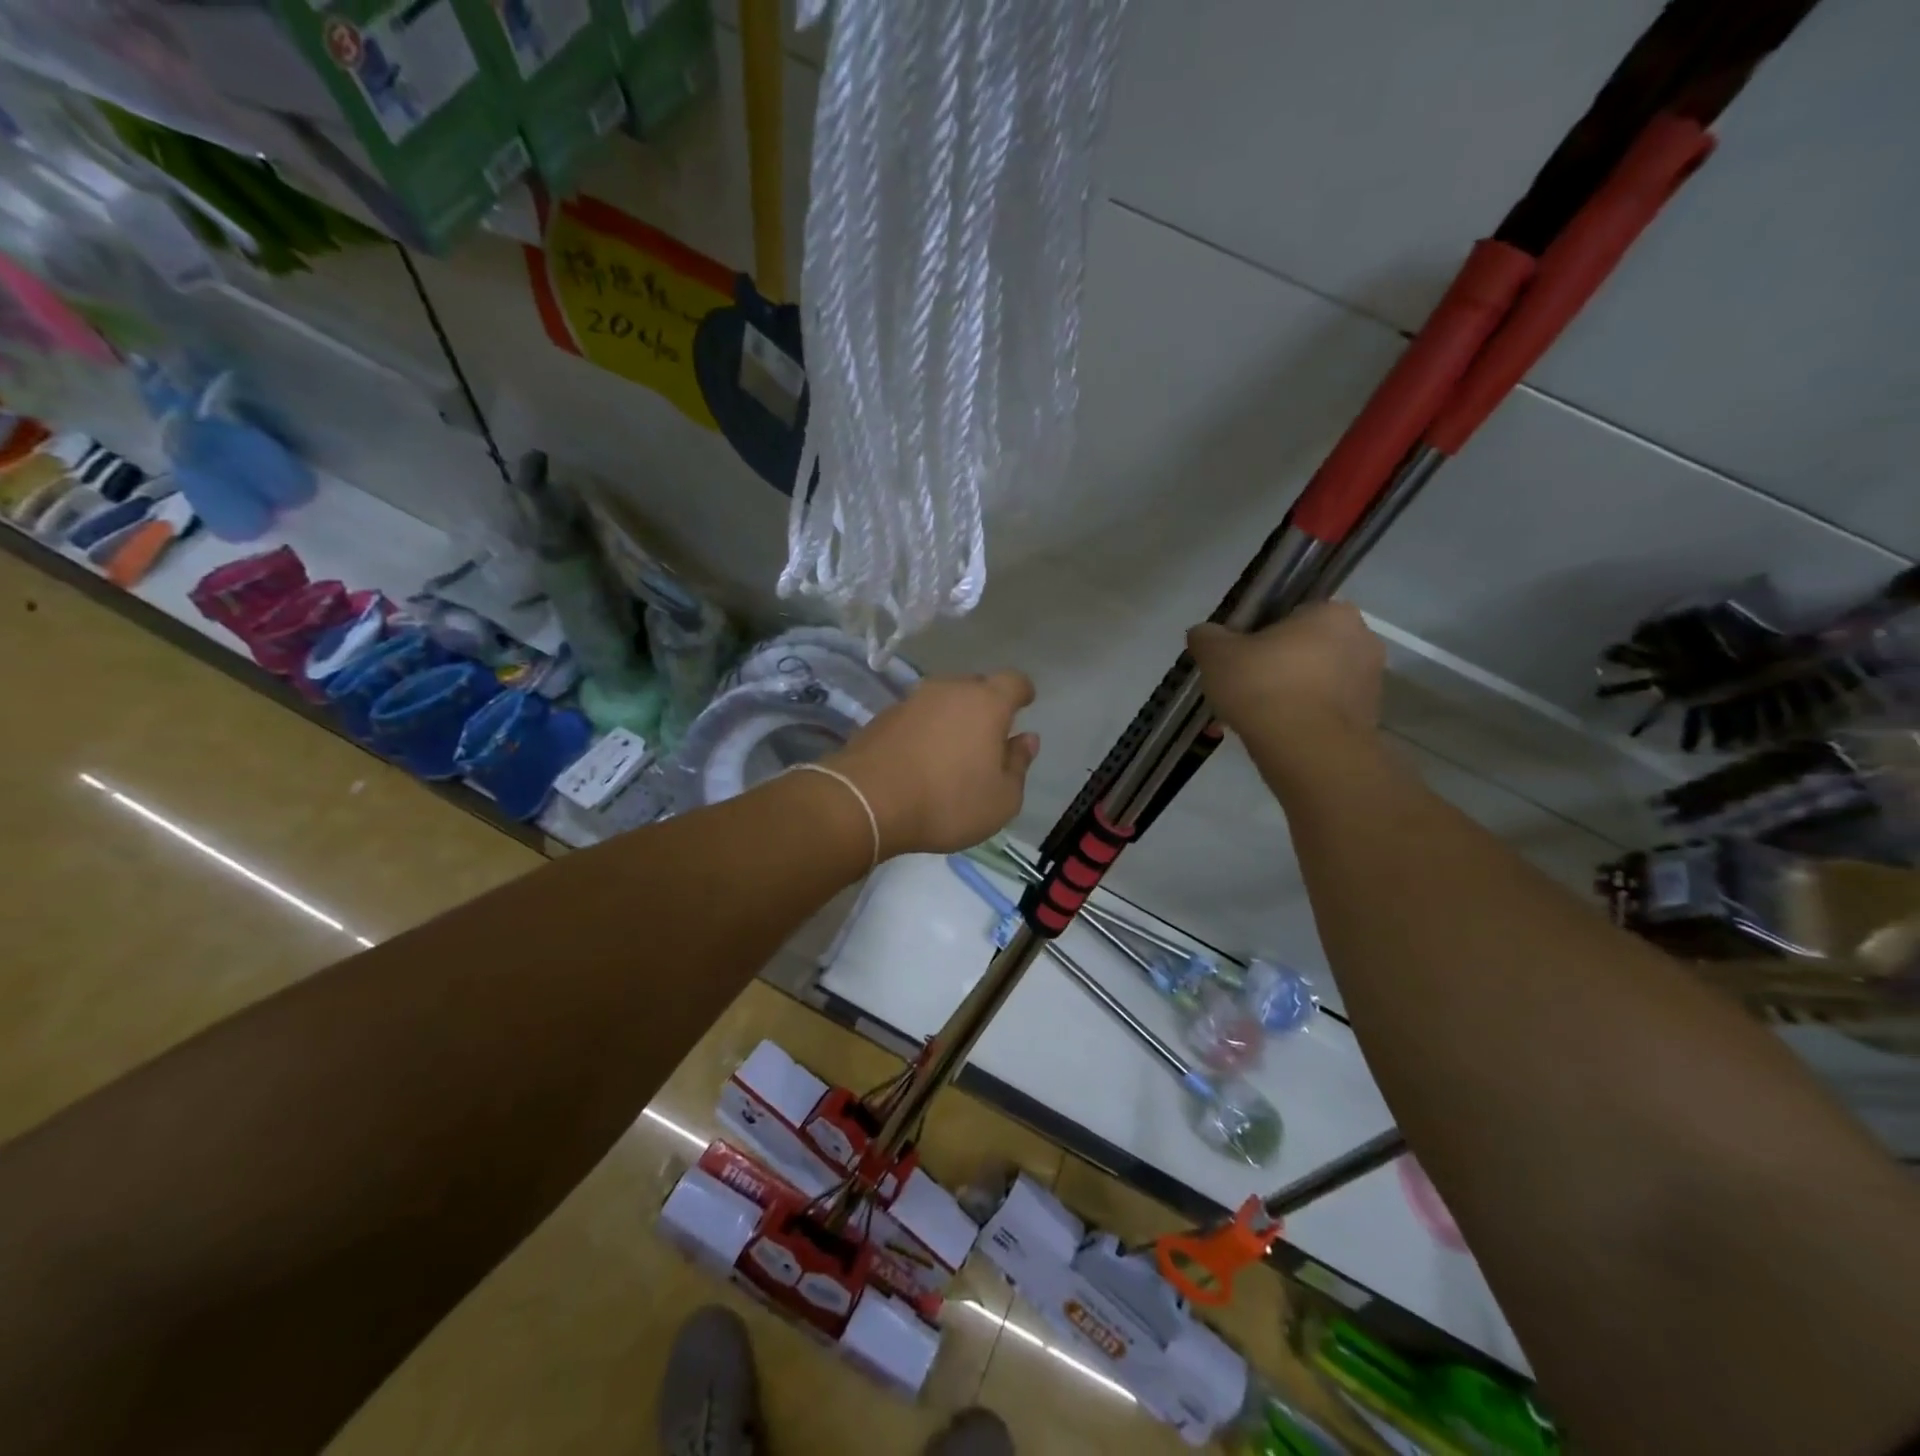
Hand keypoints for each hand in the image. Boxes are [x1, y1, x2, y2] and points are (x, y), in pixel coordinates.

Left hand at [826, 673, 1040, 857]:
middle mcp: (949, 690)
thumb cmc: (948, 802)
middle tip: (989, 735)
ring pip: (942, 700)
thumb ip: (1018, 765)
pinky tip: (922, 758)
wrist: (867, 801)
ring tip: (954, 749)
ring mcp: (912, 700)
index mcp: (986, 703)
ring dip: (952, 717)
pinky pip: (916, 717)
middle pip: (975, 686)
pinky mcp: (882, 717)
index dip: (1022, 691)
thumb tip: (1026, 739)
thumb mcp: (1001, 799)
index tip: (1026, 703)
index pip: (1013, 681)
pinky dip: (925, 730)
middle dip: (986, 704)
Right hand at [1188, 603, 1383, 749]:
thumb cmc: (1264, 686)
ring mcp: (1370, 683)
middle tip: (1240, 689)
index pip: (1291, 614)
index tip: (1238, 658)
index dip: (1259, 635)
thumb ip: (1207, 637)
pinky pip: (1323, 712)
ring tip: (1249, 719)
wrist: (1307, 750)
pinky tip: (1272, 736)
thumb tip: (1204, 634)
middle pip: (1304, 649)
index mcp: (1333, 612)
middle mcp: (1362, 640)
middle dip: (1274, 667)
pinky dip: (1299, 720)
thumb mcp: (1217, 655)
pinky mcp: (1368, 720)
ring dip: (1286, 695)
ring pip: (1313, 683)